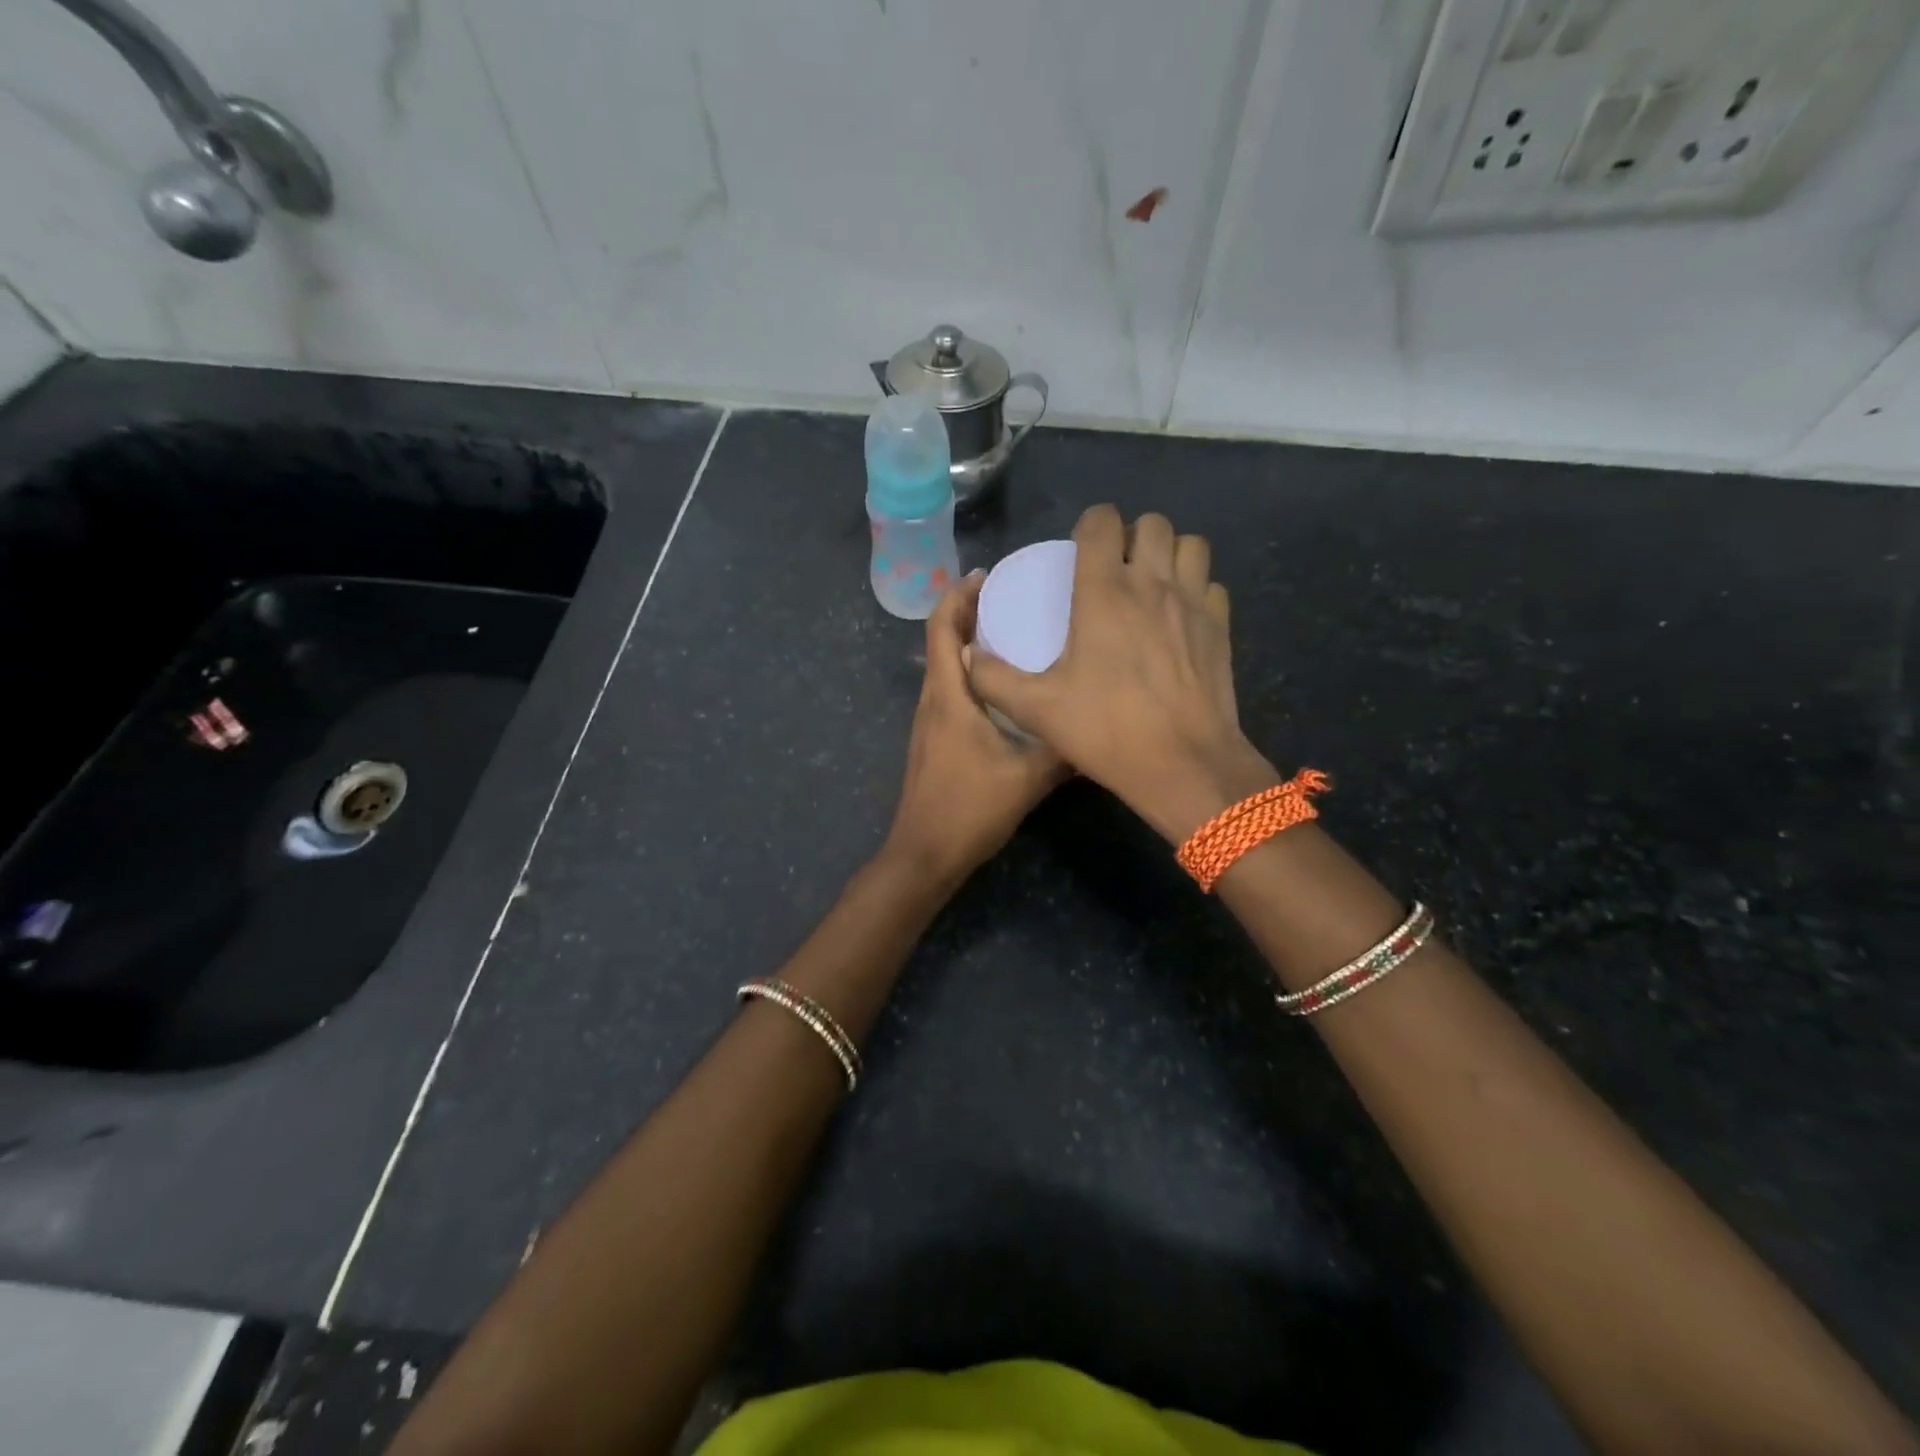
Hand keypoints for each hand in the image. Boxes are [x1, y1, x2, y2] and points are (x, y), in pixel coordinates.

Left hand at [884, 572, 1068, 881]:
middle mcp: (932, 701)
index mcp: (948, 697)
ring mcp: (928, 722)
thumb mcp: (1027, 779)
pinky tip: (1002, 686)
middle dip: (966, 612)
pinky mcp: (933, 740)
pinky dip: (969, 672)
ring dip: (967, 642)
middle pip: (940, 641)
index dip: (958, 596)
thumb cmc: (969, 810)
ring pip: (944, 667)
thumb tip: (1097, 724)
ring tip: (1009, 631)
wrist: (924, 854)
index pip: (942, 629)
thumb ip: (1062, 750)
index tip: (985, 575)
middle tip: (1007, 596)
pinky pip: (949, 690)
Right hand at [967, 505, 1278, 843]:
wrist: (1183, 763)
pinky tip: (1180, 619)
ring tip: (1151, 583)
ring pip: (1190, 545)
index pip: (1102, 521)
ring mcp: (1194, 603)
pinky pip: (1211, 585)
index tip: (1079, 551)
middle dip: (1131, 535)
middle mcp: (1153, 584)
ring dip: (1169, 553)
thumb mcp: (1036, 708)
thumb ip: (993, 679)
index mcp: (1105, 592)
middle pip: (1152, 523)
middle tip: (1115, 568)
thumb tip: (968, 655)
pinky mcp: (1221, 627)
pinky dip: (1196, 590)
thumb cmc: (1106, 730)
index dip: (1089, 525)